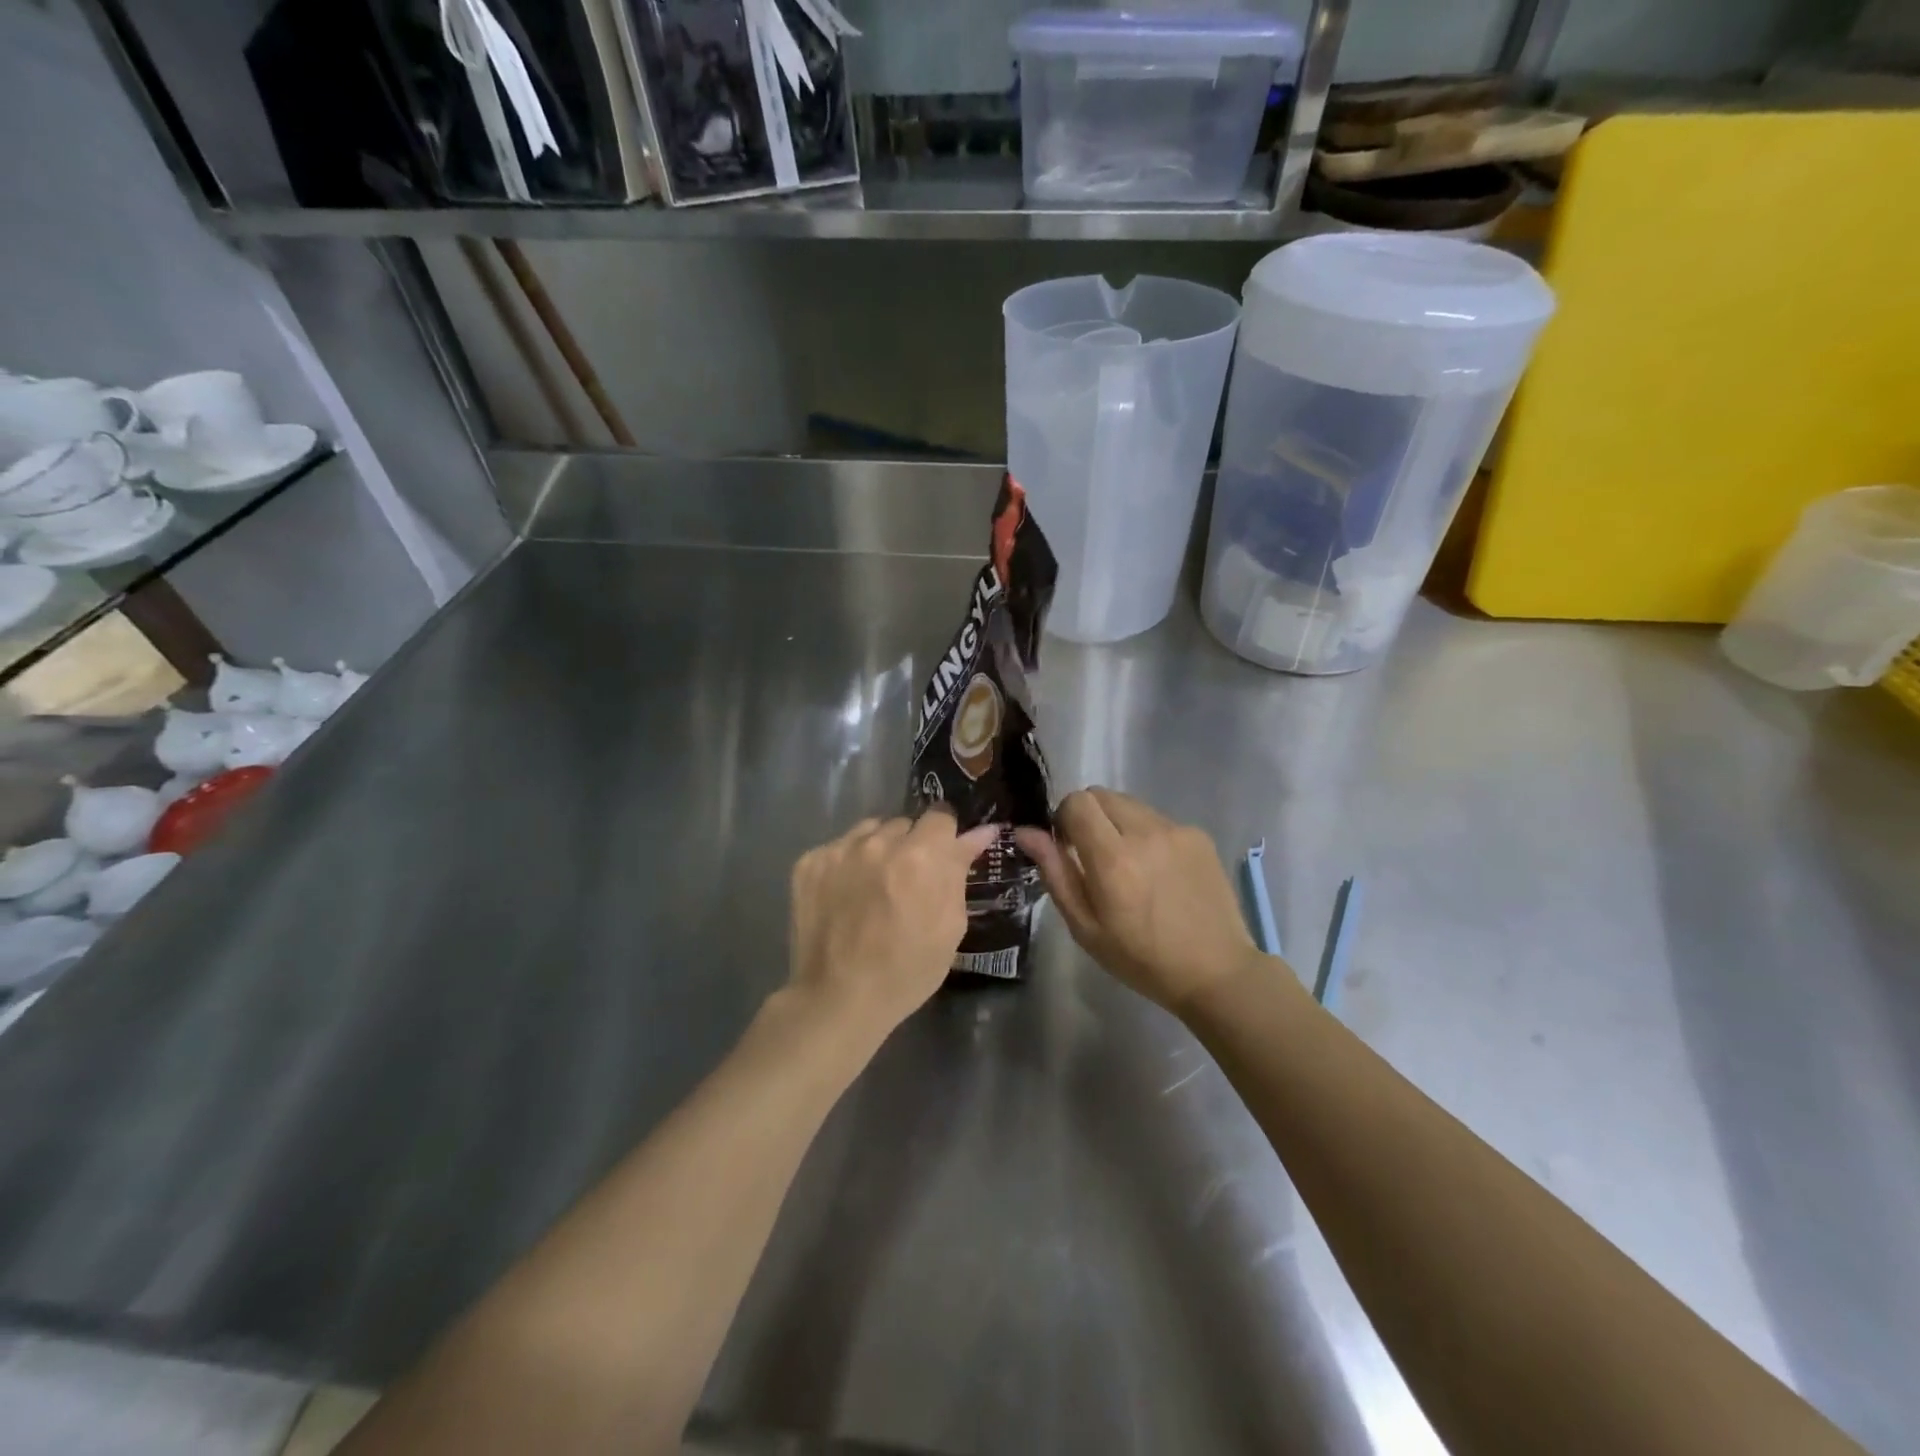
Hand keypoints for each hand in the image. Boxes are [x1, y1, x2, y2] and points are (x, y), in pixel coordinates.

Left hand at [787, 811, 998, 1042]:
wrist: (838, 999)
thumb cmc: (907, 970)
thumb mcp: (950, 925)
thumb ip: (960, 870)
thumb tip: (980, 831)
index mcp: (922, 855)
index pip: (941, 815)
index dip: (944, 835)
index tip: (942, 856)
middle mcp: (879, 841)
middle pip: (904, 823)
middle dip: (911, 845)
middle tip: (907, 880)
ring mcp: (839, 848)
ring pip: (870, 831)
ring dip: (878, 849)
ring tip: (874, 886)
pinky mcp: (809, 861)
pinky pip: (839, 847)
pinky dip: (847, 864)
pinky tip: (845, 895)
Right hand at [1015, 788, 1269, 1014]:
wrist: (1216, 971)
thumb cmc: (1141, 959)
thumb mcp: (1085, 926)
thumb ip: (1054, 872)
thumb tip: (1026, 831)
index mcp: (1112, 858)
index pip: (1076, 802)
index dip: (1063, 818)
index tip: (1067, 847)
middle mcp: (1145, 832)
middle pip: (1101, 794)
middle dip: (1088, 816)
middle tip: (1093, 855)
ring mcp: (1176, 830)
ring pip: (1130, 803)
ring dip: (1118, 823)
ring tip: (1128, 865)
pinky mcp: (1198, 835)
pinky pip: (1158, 819)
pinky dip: (1147, 834)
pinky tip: (1158, 872)